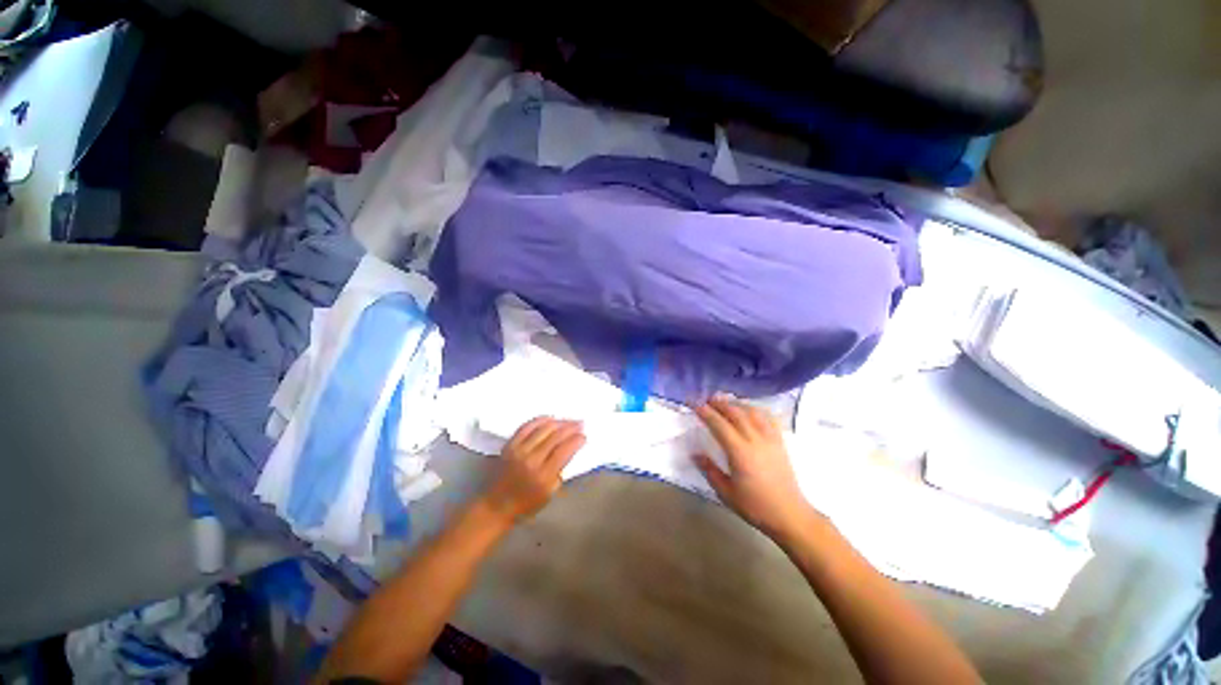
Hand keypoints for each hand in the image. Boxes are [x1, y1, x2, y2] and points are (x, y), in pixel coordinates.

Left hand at [480, 417, 585, 525]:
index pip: (564, 451)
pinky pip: (527, 426)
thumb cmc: (526, 504)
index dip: (576, 440)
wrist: (495, 506)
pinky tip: (550, 418)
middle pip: (555, 436)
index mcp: (543, 476)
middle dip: (571, 427)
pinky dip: (540, 420)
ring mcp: (519, 450)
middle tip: (581, 423)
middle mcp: (531, 460)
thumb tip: (570, 450)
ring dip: (559, 422)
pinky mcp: (510, 444)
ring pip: (543, 428)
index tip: (584, 436)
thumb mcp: (549, 493)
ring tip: (569, 420)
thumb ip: (560, 471)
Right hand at [693, 397, 815, 539]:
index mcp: (740, 452)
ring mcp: (770, 439)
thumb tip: (694, 454)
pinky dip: (757, 409)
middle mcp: (755, 440)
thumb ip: (709, 470)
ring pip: (752, 412)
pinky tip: (751, 409)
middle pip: (735, 413)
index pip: (719, 425)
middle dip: (719, 403)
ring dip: (736, 403)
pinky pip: (768, 418)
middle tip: (706, 398)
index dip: (705, 412)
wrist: (789, 515)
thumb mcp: (726, 492)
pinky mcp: (780, 442)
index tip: (694, 404)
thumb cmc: (755, 507)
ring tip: (725, 401)